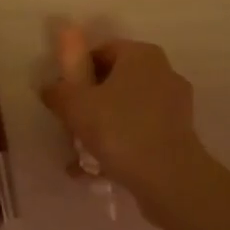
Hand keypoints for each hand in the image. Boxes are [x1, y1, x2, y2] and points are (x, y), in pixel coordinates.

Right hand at [41, 38, 210, 213]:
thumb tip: (49, 88)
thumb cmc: (119, 128)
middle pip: (115, 81)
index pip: (101, 52)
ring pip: (127, 110)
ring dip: (104, 128)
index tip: (64, 96)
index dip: (77, 72)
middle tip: (71, 125)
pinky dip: (122, 145)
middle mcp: (163, 72)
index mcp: (141, 54)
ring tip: (81, 156)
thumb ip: (57, 92)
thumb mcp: (75, 106)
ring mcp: (176, 105)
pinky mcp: (180, 134)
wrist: (169, 178)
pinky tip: (100, 169)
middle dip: (91, 103)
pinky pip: (141, 132)